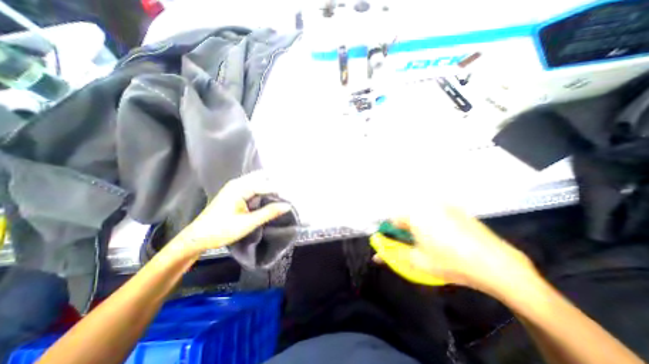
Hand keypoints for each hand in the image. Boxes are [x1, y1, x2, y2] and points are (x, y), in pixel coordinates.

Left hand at [168, 172, 290, 256]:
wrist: (196, 237)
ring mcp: (236, 187)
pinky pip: (254, 186)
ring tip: (283, 195)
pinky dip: (263, 190)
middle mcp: (238, 183)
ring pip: (258, 181)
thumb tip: (287, 205)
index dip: (280, 191)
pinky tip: (270, 197)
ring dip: (270, 186)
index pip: (267, 185)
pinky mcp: (235, 193)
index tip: (293, 197)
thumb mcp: (248, 223)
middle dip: (276, 183)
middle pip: (262, 177)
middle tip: (289, 193)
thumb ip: (268, 212)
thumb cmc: (221, 230)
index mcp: (240, 187)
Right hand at [381, 206, 540, 297]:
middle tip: (417, 244)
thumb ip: (393, 256)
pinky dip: (436, 221)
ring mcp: (444, 204)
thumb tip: (376, 257)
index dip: (393, 233)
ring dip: (421, 225)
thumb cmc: (450, 263)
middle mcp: (426, 205)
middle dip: (407, 229)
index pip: (393, 220)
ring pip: (422, 213)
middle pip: (407, 215)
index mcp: (414, 215)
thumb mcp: (417, 263)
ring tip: (434, 241)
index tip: (399, 244)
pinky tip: (449, 236)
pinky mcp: (457, 208)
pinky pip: (437, 212)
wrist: (497, 264)